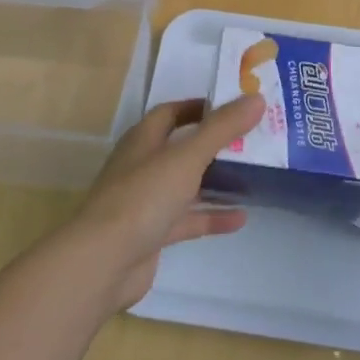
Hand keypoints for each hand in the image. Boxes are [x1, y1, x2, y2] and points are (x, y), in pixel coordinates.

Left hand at [70, 94, 261, 311]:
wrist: (103, 262)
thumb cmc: (143, 197)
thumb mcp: (187, 156)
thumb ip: (222, 128)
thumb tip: (256, 98)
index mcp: (143, 140)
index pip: (171, 113)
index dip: (198, 107)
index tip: (232, 106)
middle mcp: (143, 166)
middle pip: (181, 148)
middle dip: (214, 144)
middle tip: (251, 139)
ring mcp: (146, 202)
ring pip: (186, 185)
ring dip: (215, 181)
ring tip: (253, 175)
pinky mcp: (153, 234)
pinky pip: (187, 219)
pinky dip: (211, 216)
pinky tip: (241, 218)